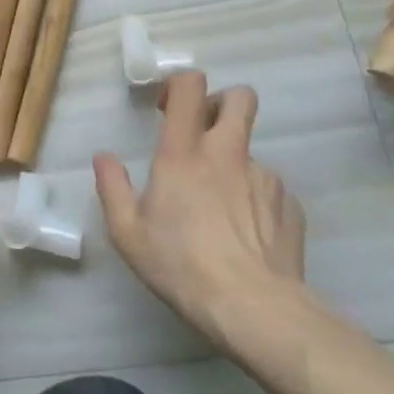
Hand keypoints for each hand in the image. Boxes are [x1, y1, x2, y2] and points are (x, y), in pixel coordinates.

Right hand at [93, 73, 305, 345]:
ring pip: (251, 151)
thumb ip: (112, 188)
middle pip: (239, 97)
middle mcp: (227, 153)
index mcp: (183, 152)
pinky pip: (270, 189)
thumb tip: (104, 158)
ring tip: (221, 209)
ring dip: (234, 165)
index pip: (190, 86)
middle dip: (221, 103)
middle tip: (203, 134)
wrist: (255, 309)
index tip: (167, 109)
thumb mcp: (128, 233)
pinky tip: (246, 235)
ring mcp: (265, 177)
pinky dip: (256, 201)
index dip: (179, 85)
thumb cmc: (181, 266)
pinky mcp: (290, 205)